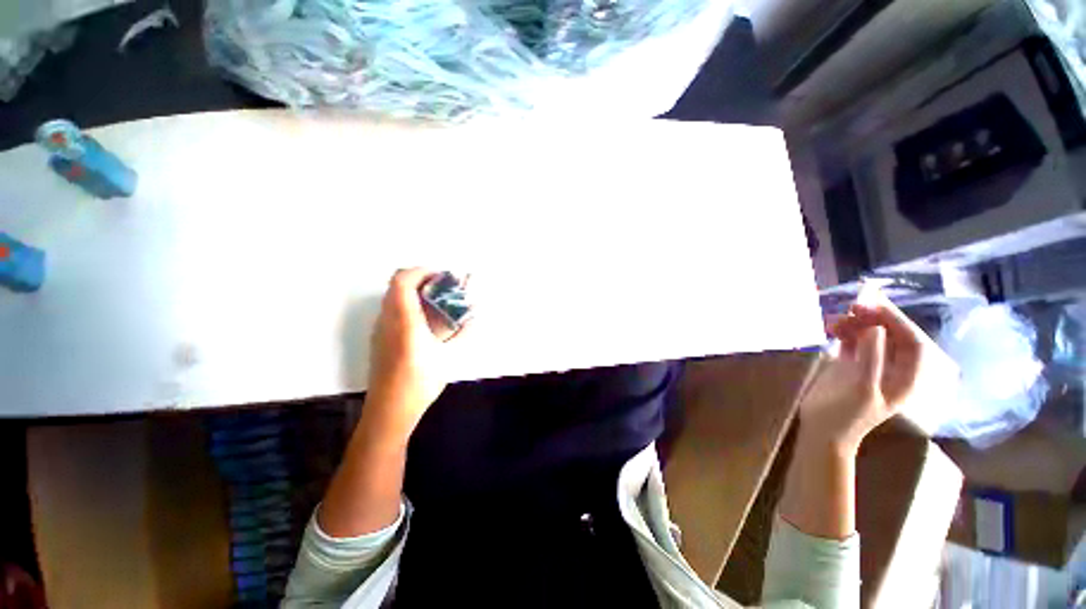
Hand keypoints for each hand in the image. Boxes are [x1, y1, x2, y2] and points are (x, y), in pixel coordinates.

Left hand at [363, 268, 463, 445]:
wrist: (389, 410)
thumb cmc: (419, 383)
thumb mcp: (448, 357)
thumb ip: (462, 334)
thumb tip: (474, 318)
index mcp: (405, 321)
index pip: (402, 281)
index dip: (421, 271)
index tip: (441, 276)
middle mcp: (387, 320)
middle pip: (397, 285)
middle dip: (421, 279)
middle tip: (443, 287)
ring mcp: (380, 329)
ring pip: (393, 297)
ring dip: (414, 292)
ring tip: (437, 302)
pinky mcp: (379, 338)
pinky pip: (392, 310)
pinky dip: (409, 304)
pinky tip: (425, 321)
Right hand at [799, 295, 927, 451]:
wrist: (823, 430)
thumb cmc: (846, 414)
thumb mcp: (861, 389)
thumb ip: (871, 358)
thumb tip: (876, 328)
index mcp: (905, 378)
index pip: (912, 342)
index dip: (897, 322)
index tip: (874, 306)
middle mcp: (893, 369)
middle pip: (892, 336)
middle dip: (876, 319)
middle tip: (853, 306)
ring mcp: (871, 366)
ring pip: (872, 337)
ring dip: (857, 324)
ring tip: (835, 320)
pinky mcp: (851, 365)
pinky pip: (854, 341)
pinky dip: (845, 332)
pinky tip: (832, 328)